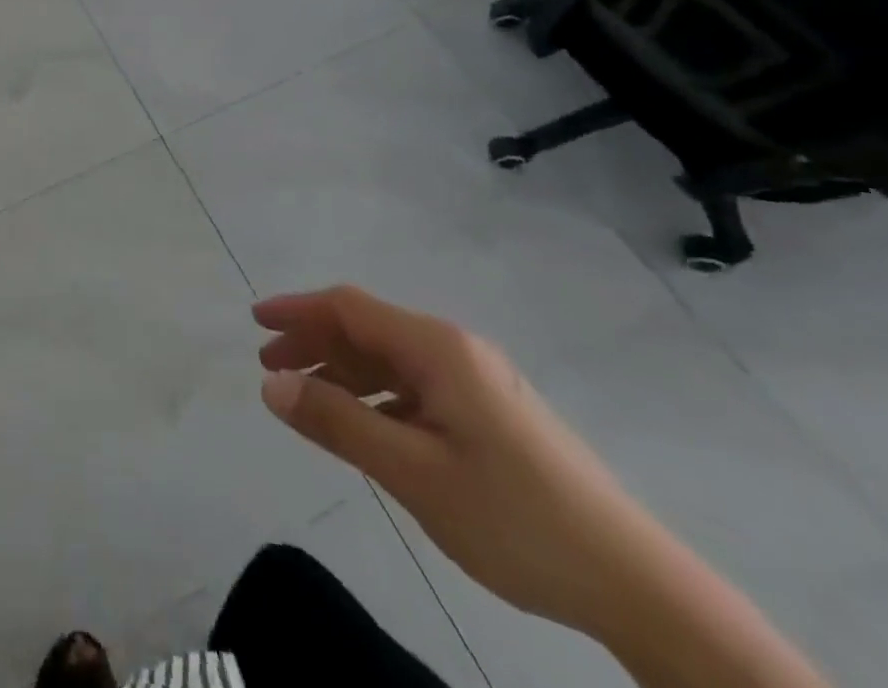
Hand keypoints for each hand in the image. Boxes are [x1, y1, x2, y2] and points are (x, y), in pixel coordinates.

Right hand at [254, 286, 677, 640]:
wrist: (632, 580)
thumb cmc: (513, 516)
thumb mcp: (413, 472)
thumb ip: (339, 423)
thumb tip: (272, 387)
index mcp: (437, 348)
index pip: (350, 307)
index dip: (298, 309)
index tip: (255, 322)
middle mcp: (455, 350)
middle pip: (368, 329)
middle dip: (314, 342)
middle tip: (270, 369)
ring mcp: (476, 380)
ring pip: (390, 360)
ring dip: (343, 372)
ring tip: (306, 399)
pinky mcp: (489, 411)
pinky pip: (414, 386)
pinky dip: (376, 396)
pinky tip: (364, 426)